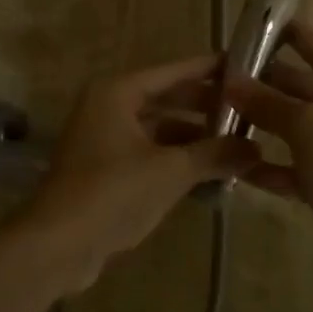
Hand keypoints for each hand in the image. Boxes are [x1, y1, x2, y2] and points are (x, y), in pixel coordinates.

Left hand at [25, 54, 259, 289]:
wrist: (57, 245)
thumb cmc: (113, 193)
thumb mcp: (170, 171)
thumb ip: (214, 154)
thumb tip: (255, 149)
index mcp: (117, 93)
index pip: (172, 72)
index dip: (208, 70)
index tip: (243, 65)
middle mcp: (107, 108)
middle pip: (165, 99)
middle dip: (204, 107)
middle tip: (248, 110)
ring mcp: (102, 140)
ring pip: (157, 129)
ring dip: (192, 138)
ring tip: (236, 145)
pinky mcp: (103, 170)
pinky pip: (147, 154)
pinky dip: (174, 160)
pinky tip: (207, 173)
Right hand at [223, 22, 312, 296]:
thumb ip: (272, 104)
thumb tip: (234, 82)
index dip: (297, 38)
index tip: (268, 22)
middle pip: (312, 93)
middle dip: (270, 86)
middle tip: (226, 75)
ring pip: (304, 131)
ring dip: (267, 125)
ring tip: (222, 113)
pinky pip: (302, 167)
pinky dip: (275, 165)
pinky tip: (238, 164)